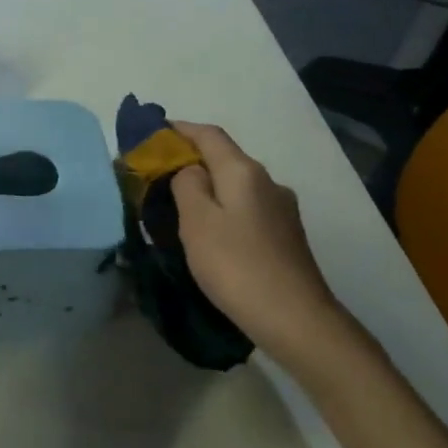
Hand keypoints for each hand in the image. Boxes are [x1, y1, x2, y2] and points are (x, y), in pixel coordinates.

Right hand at [168, 121, 347, 367]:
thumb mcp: (197, 221)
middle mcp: (267, 183)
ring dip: (207, 187)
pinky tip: (209, 231)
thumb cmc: (236, 265)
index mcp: (244, 172)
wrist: (295, 319)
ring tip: (177, 205)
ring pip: (235, 186)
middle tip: (156, 174)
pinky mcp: (285, 236)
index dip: (179, 129)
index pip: (208, 135)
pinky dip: (222, 209)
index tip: (152, 133)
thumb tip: (191, 170)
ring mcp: (281, 210)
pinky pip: (245, 209)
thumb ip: (187, 185)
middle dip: (191, 160)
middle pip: (224, 158)